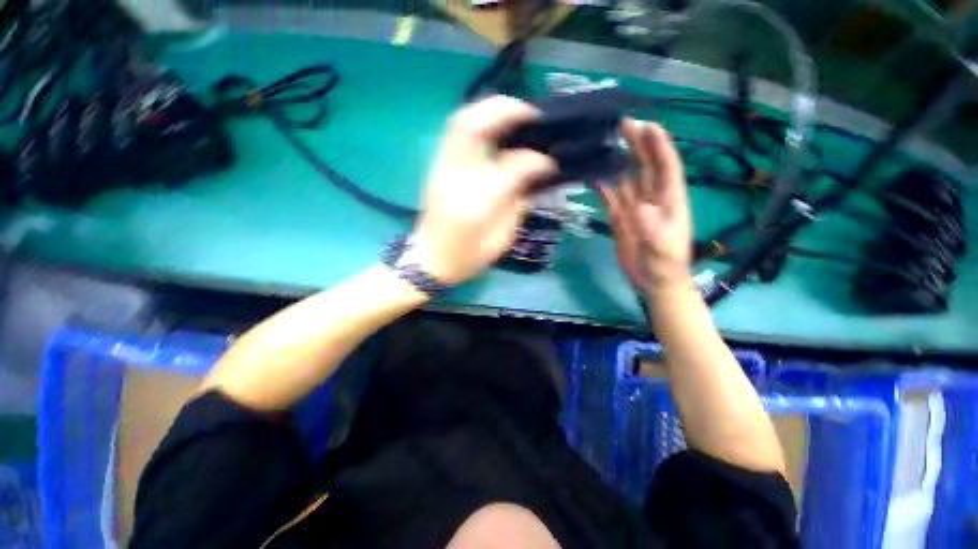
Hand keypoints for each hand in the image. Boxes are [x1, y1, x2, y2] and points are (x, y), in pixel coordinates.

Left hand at [413, 96, 556, 284]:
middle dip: (505, 110)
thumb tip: (535, 174)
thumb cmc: (467, 258)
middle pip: (473, 126)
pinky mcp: (437, 168)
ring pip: (460, 122)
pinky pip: (456, 133)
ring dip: (489, 109)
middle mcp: (455, 179)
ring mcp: (441, 169)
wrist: (429, 261)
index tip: (550, 162)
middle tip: (531, 113)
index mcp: (476, 205)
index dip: (535, 160)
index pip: (510, 168)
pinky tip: (495, 129)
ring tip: (515, 114)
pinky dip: (478, 122)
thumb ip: (518, 204)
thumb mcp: (501, 240)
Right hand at [600, 120, 691, 294]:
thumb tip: (641, 206)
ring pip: (629, 179)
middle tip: (625, 124)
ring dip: (622, 162)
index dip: (659, 145)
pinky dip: (606, 190)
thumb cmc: (665, 265)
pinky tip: (598, 179)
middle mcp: (653, 199)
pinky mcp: (622, 220)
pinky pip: (614, 200)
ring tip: (610, 144)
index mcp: (669, 201)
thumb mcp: (662, 248)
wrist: (654, 282)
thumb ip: (652, 227)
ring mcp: (636, 209)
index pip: (666, 166)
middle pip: (646, 166)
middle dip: (639, 144)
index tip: (648, 125)